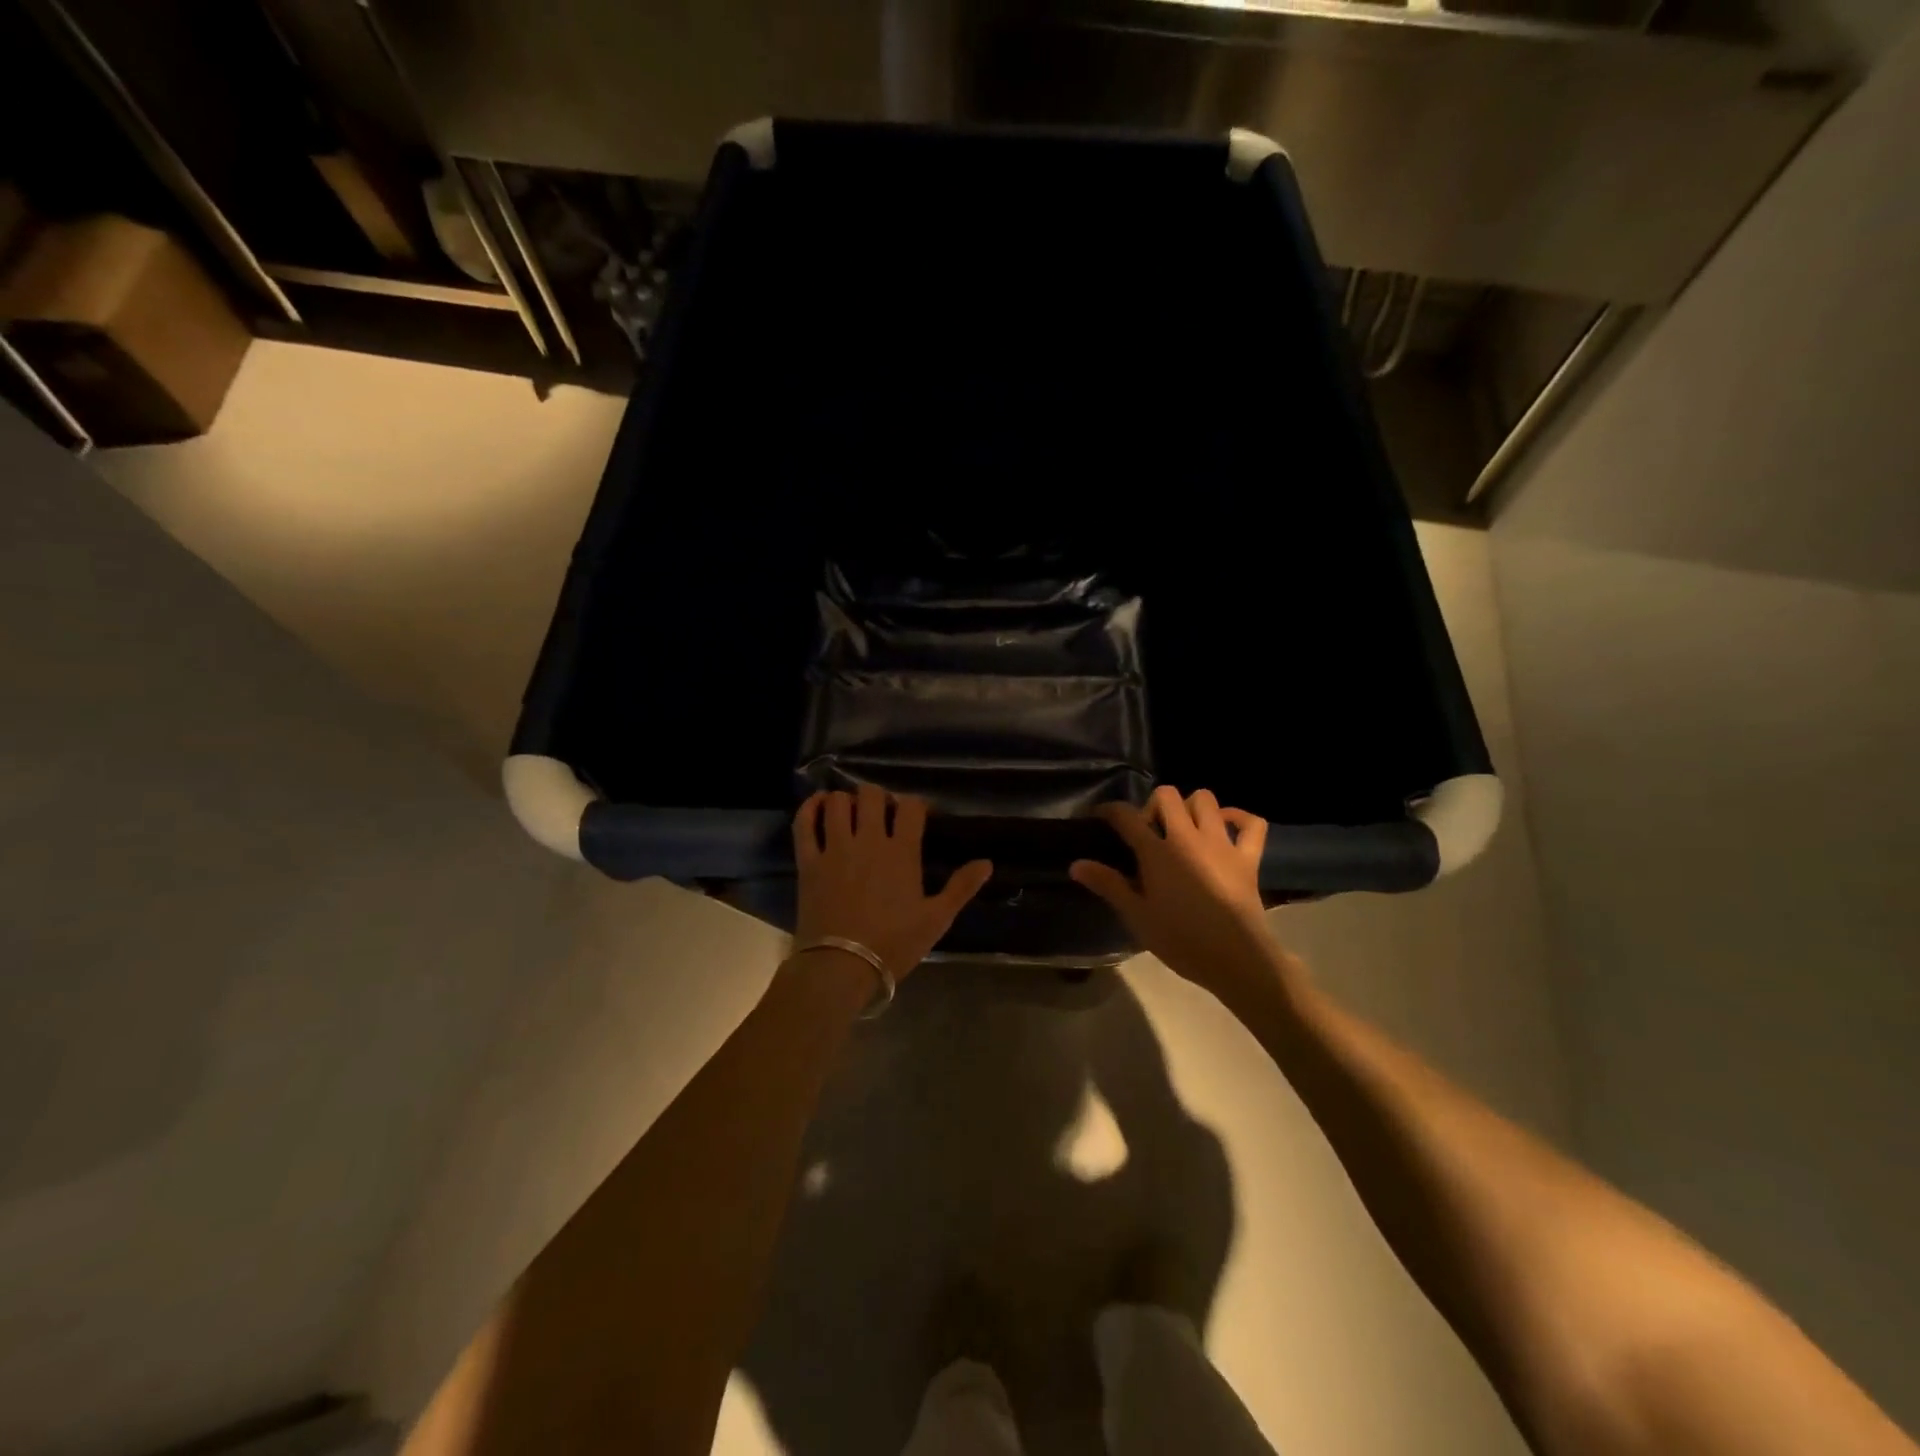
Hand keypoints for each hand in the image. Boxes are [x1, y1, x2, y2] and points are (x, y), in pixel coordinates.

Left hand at [791, 786, 993, 981]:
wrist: (842, 966)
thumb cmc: (893, 944)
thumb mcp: (936, 919)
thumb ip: (961, 887)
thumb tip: (987, 863)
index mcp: (902, 852)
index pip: (911, 807)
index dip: (915, 804)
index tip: (916, 816)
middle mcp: (868, 840)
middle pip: (871, 795)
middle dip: (879, 797)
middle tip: (881, 813)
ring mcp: (835, 848)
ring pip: (837, 802)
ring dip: (846, 800)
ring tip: (851, 812)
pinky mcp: (809, 861)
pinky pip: (804, 823)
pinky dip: (810, 807)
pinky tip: (818, 805)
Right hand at [1070, 786, 1294, 1003]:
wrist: (1236, 959)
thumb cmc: (1181, 940)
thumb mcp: (1137, 916)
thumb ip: (1108, 885)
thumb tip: (1076, 865)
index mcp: (1157, 852)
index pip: (1126, 817)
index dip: (1110, 811)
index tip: (1101, 815)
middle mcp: (1188, 837)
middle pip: (1167, 795)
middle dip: (1153, 804)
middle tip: (1149, 830)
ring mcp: (1221, 843)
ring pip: (1206, 800)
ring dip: (1191, 806)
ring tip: (1183, 827)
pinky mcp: (1248, 857)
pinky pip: (1251, 823)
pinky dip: (1239, 817)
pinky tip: (1226, 825)